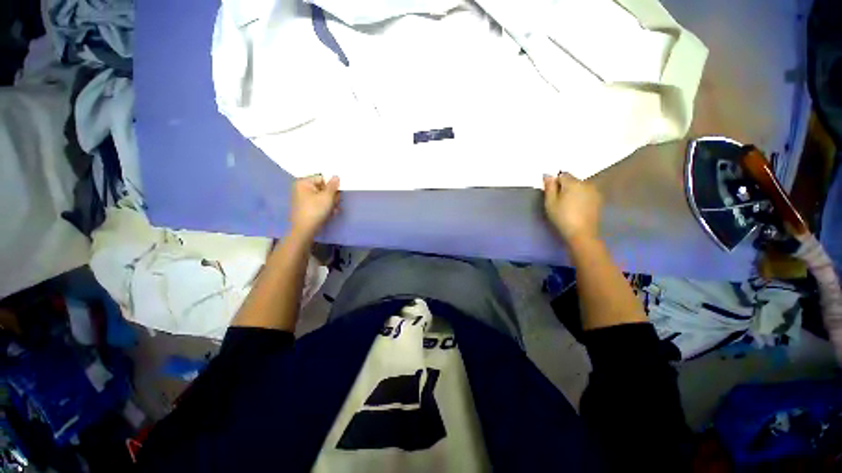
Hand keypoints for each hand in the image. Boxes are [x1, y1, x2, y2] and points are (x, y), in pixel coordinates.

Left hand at [290, 175, 339, 237]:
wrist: (305, 230)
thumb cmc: (315, 210)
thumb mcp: (327, 197)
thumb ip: (333, 185)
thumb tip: (336, 176)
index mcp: (303, 183)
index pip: (322, 178)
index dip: (332, 185)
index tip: (338, 193)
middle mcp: (301, 189)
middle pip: (322, 188)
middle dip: (332, 196)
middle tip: (337, 203)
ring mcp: (302, 199)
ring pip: (322, 197)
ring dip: (331, 203)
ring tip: (334, 210)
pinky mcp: (305, 208)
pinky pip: (318, 203)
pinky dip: (325, 207)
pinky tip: (331, 213)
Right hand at [543, 172, 601, 245]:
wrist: (581, 233)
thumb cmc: (562, 217)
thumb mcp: (550, 203)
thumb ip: (549, 187)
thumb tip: (547, 174)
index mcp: (572, 183)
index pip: (562, 175)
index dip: (555, 183)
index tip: (552, 195)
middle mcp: (585, 183)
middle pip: (572, 180)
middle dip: (565, 187)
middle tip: (559, 201)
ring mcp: (594, 191)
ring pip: (580, 187)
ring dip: (574, 192)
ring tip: (568, 206)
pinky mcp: (598, 200)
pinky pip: (586, 194)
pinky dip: (581, 198)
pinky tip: (577, 209)